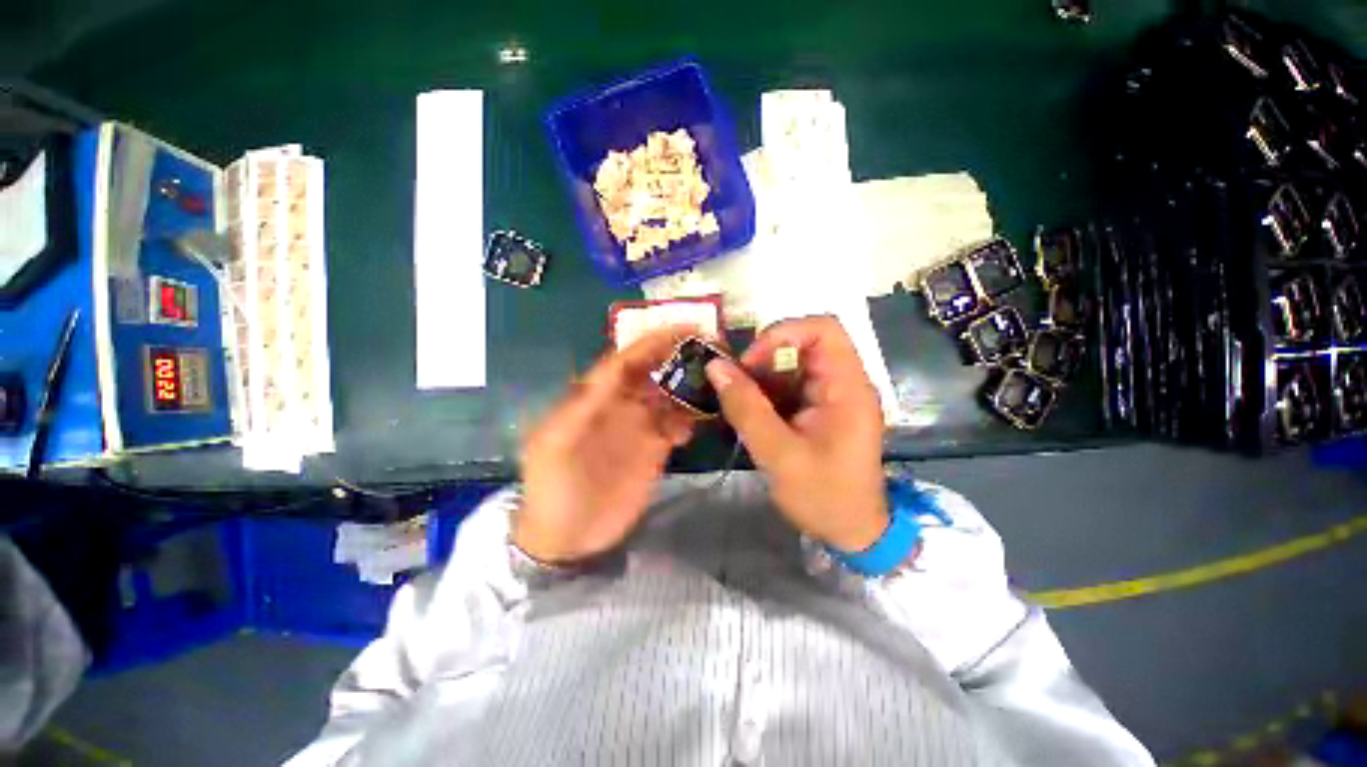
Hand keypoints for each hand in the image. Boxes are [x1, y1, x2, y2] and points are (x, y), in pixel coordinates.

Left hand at [513, 328, 697, 563]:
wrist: (569, 539)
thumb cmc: (554, 489)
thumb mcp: (556, 444)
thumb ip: (582, 404)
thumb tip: (614, 368)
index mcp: (595, 396)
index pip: (627, 359)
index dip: (654, 342)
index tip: (686, 329)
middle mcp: (621, 404)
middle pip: (654, 371)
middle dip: (680, 357)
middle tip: (712, 351)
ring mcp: (641, 426)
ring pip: (670, 395)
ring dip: (690, 387)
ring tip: (714, 385)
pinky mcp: (656, 448)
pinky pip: (678, 424)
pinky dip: (690, 420)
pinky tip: (695, 426)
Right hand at [705, 316, 887, 551]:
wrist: (853, 533)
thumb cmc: (824, 497)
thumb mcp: (778, 454)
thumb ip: (746, 408)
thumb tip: (715, 366)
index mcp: (847, 387)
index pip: (823, 329)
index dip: (782, 334)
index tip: (751, 363)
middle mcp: (844, 383)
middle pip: (803, 345)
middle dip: (765, 360)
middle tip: (737, 385)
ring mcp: (832, 396)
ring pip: (791, 366)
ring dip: (761, 381)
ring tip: (738, 407)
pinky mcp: (820, 409)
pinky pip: (789, 387)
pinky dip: (766, 396)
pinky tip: (751, 418)